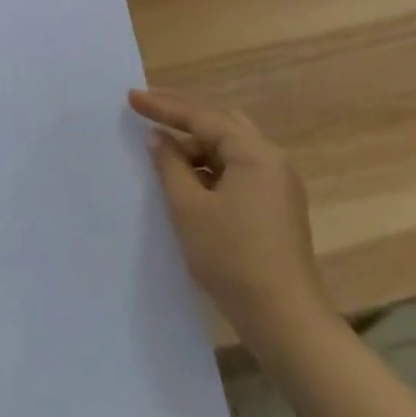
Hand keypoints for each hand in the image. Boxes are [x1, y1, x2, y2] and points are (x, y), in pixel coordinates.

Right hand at [132, 87, 332, 343]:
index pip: (202, 116)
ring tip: (161, 143)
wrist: (284, 319)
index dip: (163, 105)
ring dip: (196, 141)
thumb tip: (159, 137)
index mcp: (254, 153)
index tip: (130, 97)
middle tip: (147, 106)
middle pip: (222, 122)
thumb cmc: (231, 257)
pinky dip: (209, 163)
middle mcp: (271, 160)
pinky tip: (187, 174)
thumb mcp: (188, 207)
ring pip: (230, 146)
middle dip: (183, 112)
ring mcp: (278, 184)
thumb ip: (169, 164)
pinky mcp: (276, 206)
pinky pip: (237, 168)